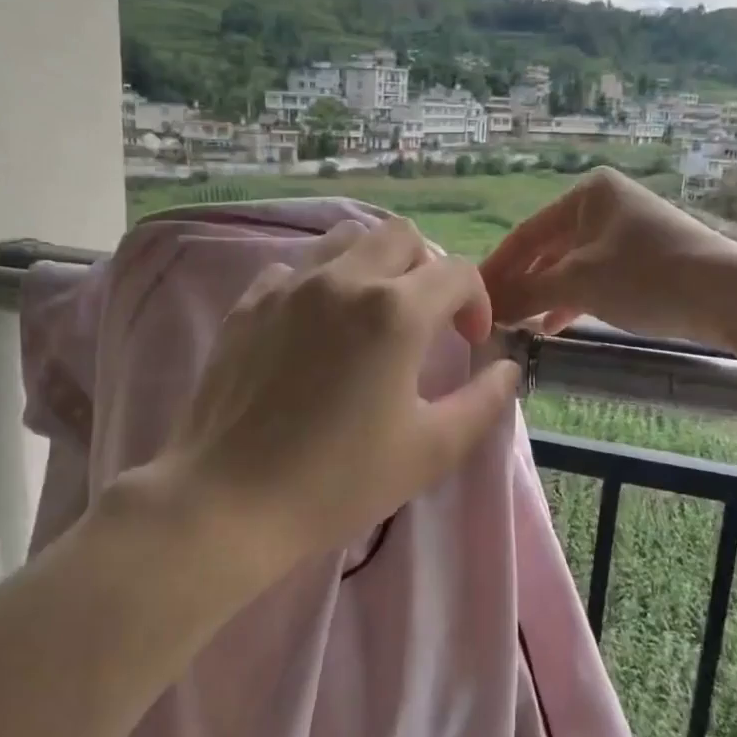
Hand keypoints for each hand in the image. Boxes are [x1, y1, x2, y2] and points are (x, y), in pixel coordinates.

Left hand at [143, 218, 521, 583]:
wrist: (230, 501)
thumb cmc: (339, 481)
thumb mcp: (431, 449)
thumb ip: (483, 400)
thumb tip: (506, 367)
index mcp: (394, 311)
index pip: (457, 272)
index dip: (476, 302)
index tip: (470, 342)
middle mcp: (342, 280)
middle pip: (401, 235)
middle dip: (427, 268)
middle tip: (426, 319)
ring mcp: (288, 285)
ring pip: (345, 239)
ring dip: (374, 264)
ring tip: (373, 313)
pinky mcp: (249, 303)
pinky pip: (295, 268)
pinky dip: (320, 283)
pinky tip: (316, 328)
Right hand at [481, 168, 736, 344]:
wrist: (731, 294)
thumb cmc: (648, 276)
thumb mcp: (579, 283)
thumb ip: (527, 293)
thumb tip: (486, 309)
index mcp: (588, 194)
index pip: (526, 233)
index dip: (497, 268)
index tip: (473, 298)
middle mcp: (605, 206)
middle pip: (547, 249)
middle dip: (520, 284)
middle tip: (493, 316)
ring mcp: (625, 234)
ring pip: (569, 267)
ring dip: (543, 296)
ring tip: (518, 325)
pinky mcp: (642, 262)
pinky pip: (593, 279)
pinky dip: (571, 301)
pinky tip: (554, 326)